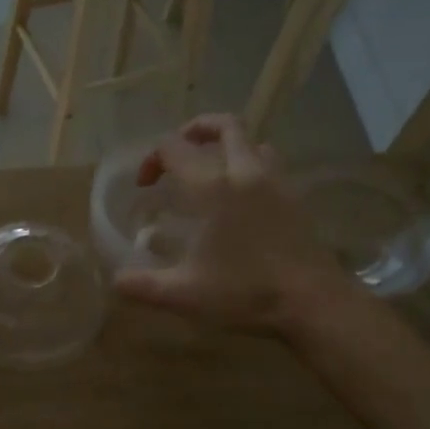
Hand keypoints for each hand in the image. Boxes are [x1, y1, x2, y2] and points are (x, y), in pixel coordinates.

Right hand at [114, 115, 355, 336]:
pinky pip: (270, 164)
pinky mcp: (296, 197)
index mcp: (213, 187)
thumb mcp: (184, 295)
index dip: (152, 159)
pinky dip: (250, 166)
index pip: (174, 147)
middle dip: (194, 131)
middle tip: (177, 157)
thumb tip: (116, 282)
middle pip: (223, 125)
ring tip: (211, 173)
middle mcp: (245, 172)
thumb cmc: (245, 293)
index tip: (145, 187)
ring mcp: (276, 181)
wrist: (313, 303)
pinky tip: (242, 199)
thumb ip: (143, 286)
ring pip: (252, 141)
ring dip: (227, 147)